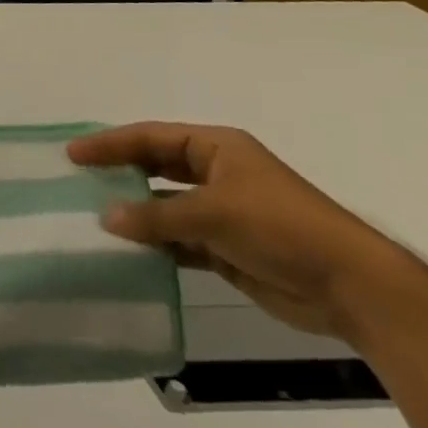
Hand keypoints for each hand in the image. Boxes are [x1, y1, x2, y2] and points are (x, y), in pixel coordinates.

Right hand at [68, 122, 410, 339]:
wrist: (354, 289)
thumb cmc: (282, 229)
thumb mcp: (213, 213)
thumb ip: (156, 215)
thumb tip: (106, 218)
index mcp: (217, 149)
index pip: (151, 138)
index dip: (110, 144)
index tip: (73, 154)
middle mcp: (217, 174)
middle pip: (156, 167)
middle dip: (119, 173)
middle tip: (77, 180)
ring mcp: (223, 212)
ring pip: (165, 205)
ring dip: (136, 212)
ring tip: (93, 216)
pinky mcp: (227, 247)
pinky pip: (178, 240)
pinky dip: (155, 244)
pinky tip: (127, 250)